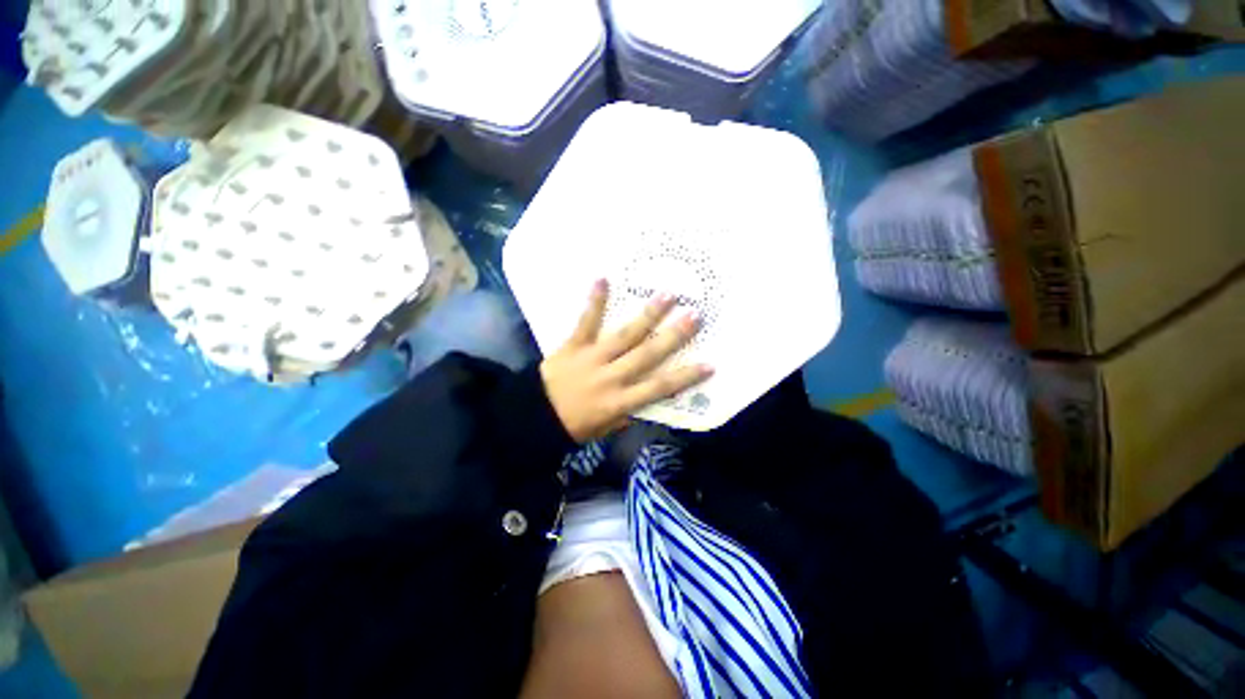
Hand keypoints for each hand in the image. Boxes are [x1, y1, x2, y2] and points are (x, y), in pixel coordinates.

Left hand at [540, 280, 713, 442]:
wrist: (534, 416)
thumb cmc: (573, 425)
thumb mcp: (605, 428)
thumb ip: (628, 412)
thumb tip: (647, 398)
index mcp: (620, 401)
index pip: (659, 388)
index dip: (685, 377)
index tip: (710, 363)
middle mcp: (611, 377)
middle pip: (647, 355)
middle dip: (673, 335)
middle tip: (694, 315)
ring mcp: (592, 358)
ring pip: (624, 335)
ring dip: (647, 315)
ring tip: (666, 294)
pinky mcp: (573, 346)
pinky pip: (585, 322)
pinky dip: (594, 302)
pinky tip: (603, 279)